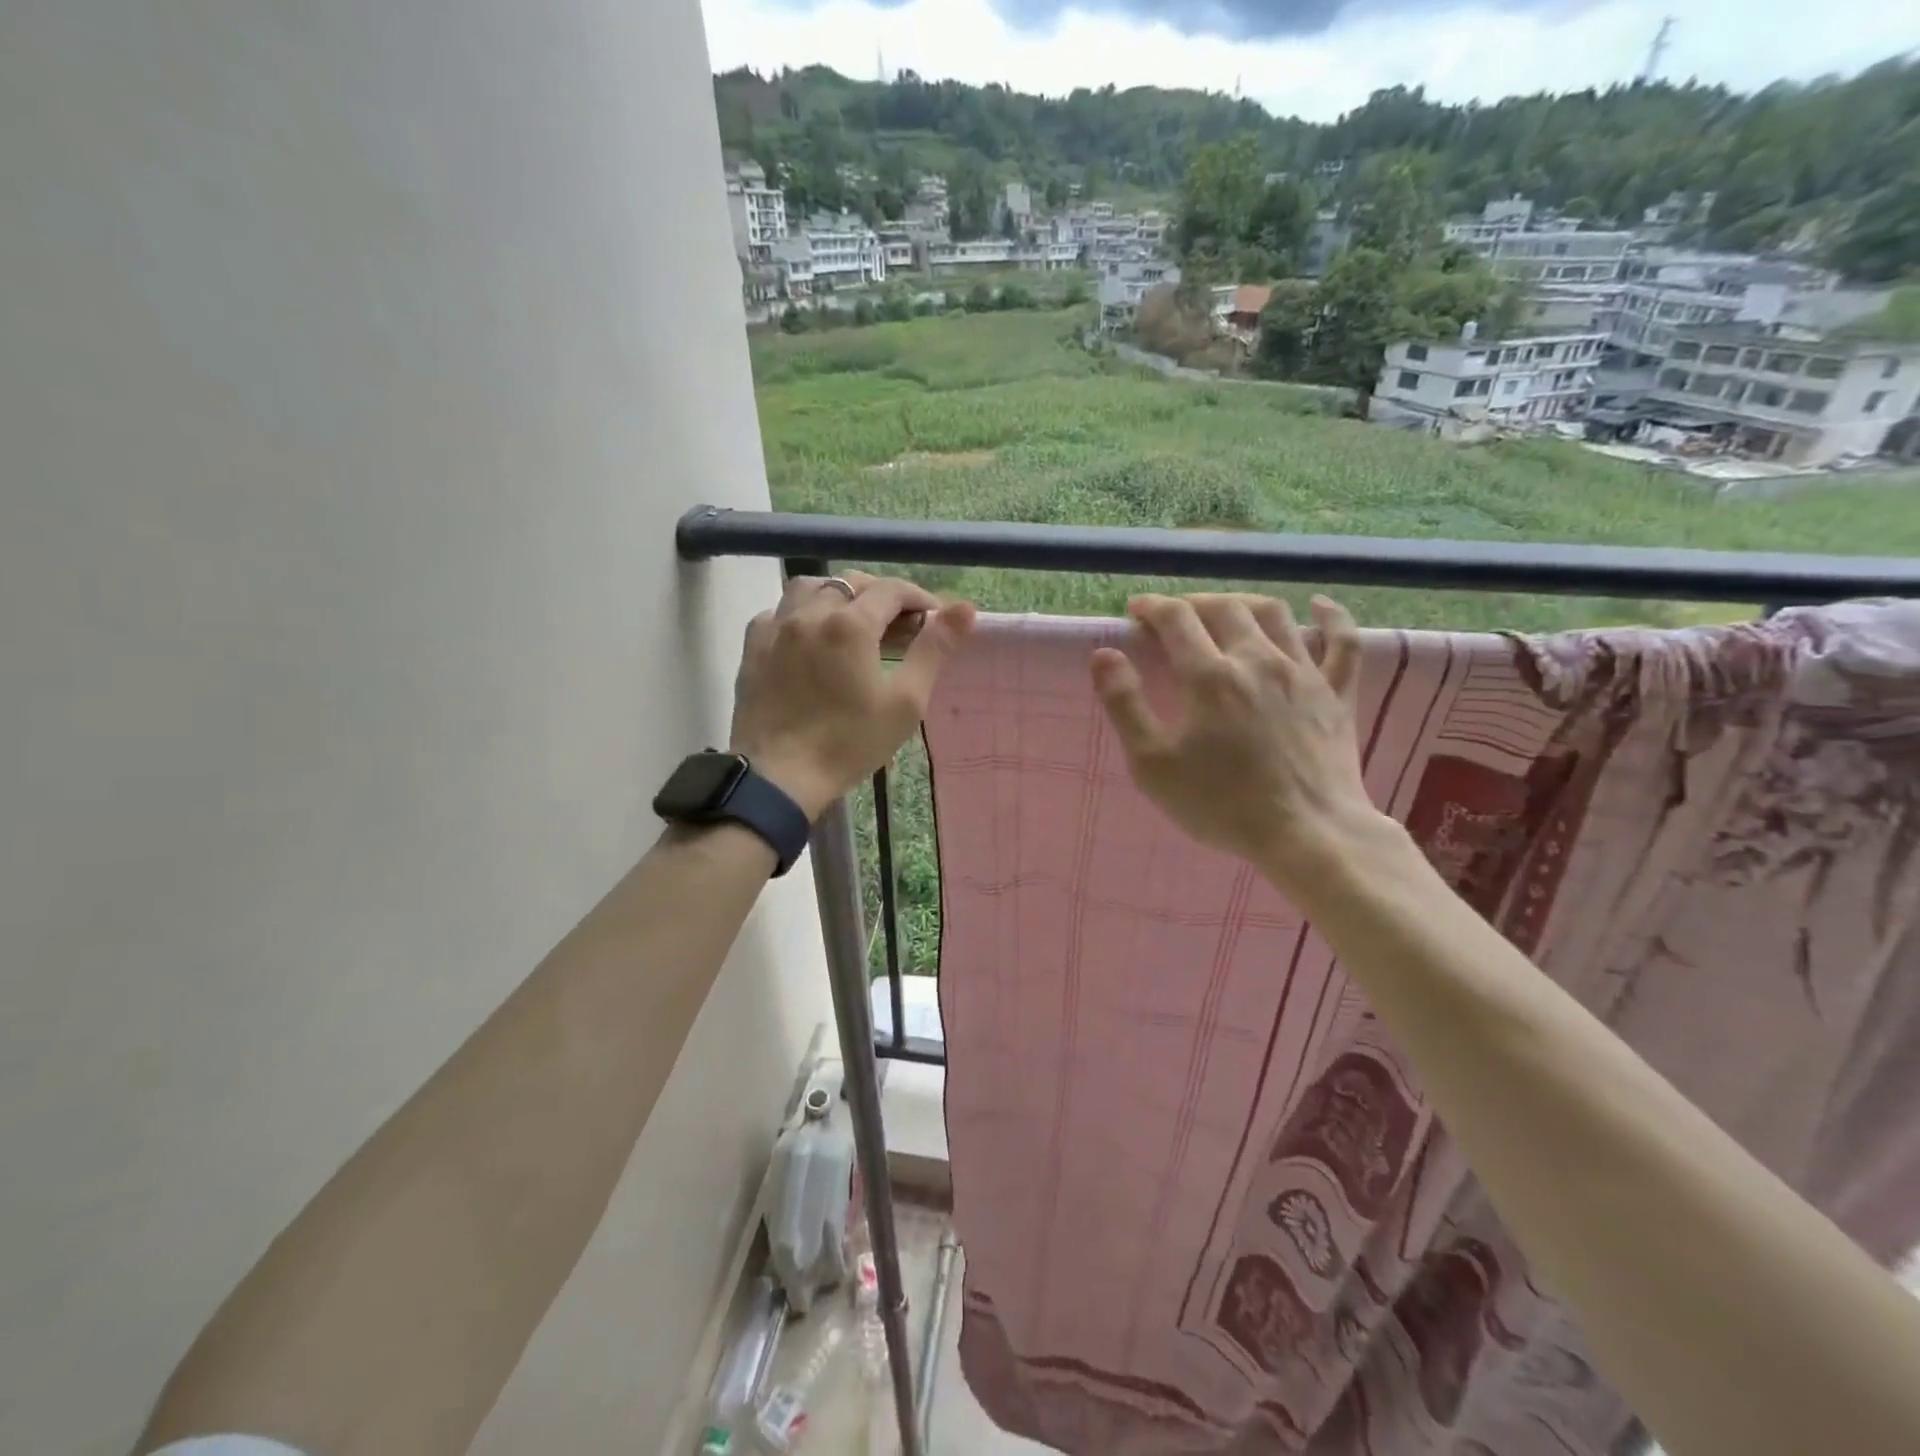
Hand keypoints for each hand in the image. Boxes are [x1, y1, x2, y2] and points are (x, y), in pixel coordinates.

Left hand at [731, 572, 976, 819]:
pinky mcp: (753, 646)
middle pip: (852, 583)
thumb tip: (966, 610)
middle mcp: (810, 613)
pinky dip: (802, 613)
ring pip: (810, 588)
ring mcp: (776, 627)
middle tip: (900, 626)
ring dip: (839, 596)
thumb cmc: (849, 744)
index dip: (919, 599)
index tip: (934, 620)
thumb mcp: (905, 702)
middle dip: (881, 596)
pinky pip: (779, 611)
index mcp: (850, 625)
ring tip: (854, 622)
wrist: (778, 777)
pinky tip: (811, 637)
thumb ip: (934, 650)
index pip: (891, 590)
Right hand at [1090, 592, 1386, 891]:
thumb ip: (1124, 704)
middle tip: (1175, 615)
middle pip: (1225, 608)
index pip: (1176, 620)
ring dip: (1244, 603)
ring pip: (1275, 614)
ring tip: (1227, 609)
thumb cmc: (1221, 804)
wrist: (1307, 834)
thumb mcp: (1153, 763)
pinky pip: (1343, 642)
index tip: (1137, 611)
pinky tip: (1321, 606)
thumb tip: (1104, 654)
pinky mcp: (1338, 693)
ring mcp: (1303, 673)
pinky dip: (1333, 618)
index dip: (1153, 608)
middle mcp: (1257, 660)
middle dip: (1194, 603)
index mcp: (1209, 676)